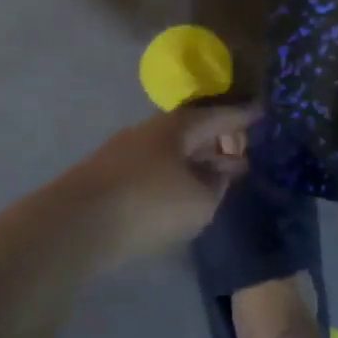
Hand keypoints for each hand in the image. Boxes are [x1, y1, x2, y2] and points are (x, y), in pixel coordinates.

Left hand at [74, 102, 258, 259]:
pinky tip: (181, 194)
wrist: (74, 225)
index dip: (244, 116)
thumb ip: (216, 185)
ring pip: (173, 152)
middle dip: (219, 142)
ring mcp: (126, 153)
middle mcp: (152, 131)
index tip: (263, 112)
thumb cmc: (148, 205)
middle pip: (194, 131)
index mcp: (178, 127)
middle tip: (243, 151)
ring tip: (217, 177)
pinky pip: (155, 169)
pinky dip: (176, 176)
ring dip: (196, 162)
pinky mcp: (110, 177)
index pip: (220, 116)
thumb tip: (219, 172)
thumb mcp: (199, 201)